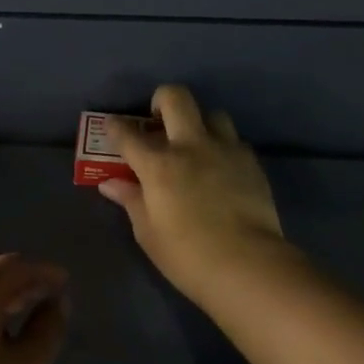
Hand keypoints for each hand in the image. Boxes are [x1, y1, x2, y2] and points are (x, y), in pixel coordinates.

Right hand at [100, 85, 286, 303]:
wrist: (248, 265)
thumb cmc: (187, 255)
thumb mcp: (148, 233)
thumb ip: (131, 201)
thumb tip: (112, 184)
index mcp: (159, 165)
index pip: (128, 135)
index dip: (115, 127)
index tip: (112, 126)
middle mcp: (191, 146)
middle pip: (176, 98)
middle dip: (161, 101)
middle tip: (157, 120)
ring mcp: (226, 151)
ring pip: (212, 114)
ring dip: (199, 123)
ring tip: (195, 145)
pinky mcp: (251, 163)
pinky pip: (234, 142)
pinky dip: (222, 148)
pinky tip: (220, 170)